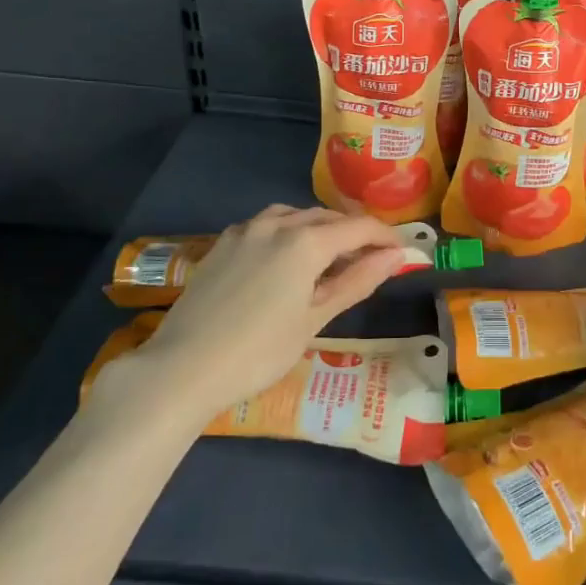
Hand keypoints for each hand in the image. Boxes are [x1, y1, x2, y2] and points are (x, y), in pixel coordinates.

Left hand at [94, 205, 408, 424]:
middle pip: (327, 218)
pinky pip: (266, 225)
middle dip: (354, 233)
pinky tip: (286, 259)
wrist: (182, 368)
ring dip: (319, 229)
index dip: (385, 237)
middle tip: (371, 260)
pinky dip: (288, 232)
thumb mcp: (314, 319)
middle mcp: (277, 223)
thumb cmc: (259, 351)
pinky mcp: (222, 244)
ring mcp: (245, 231)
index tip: (403, 252)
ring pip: (295, 216)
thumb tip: (396, 256)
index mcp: (306, 241)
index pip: (359, 227)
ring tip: (330, 257)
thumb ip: (357, 281)